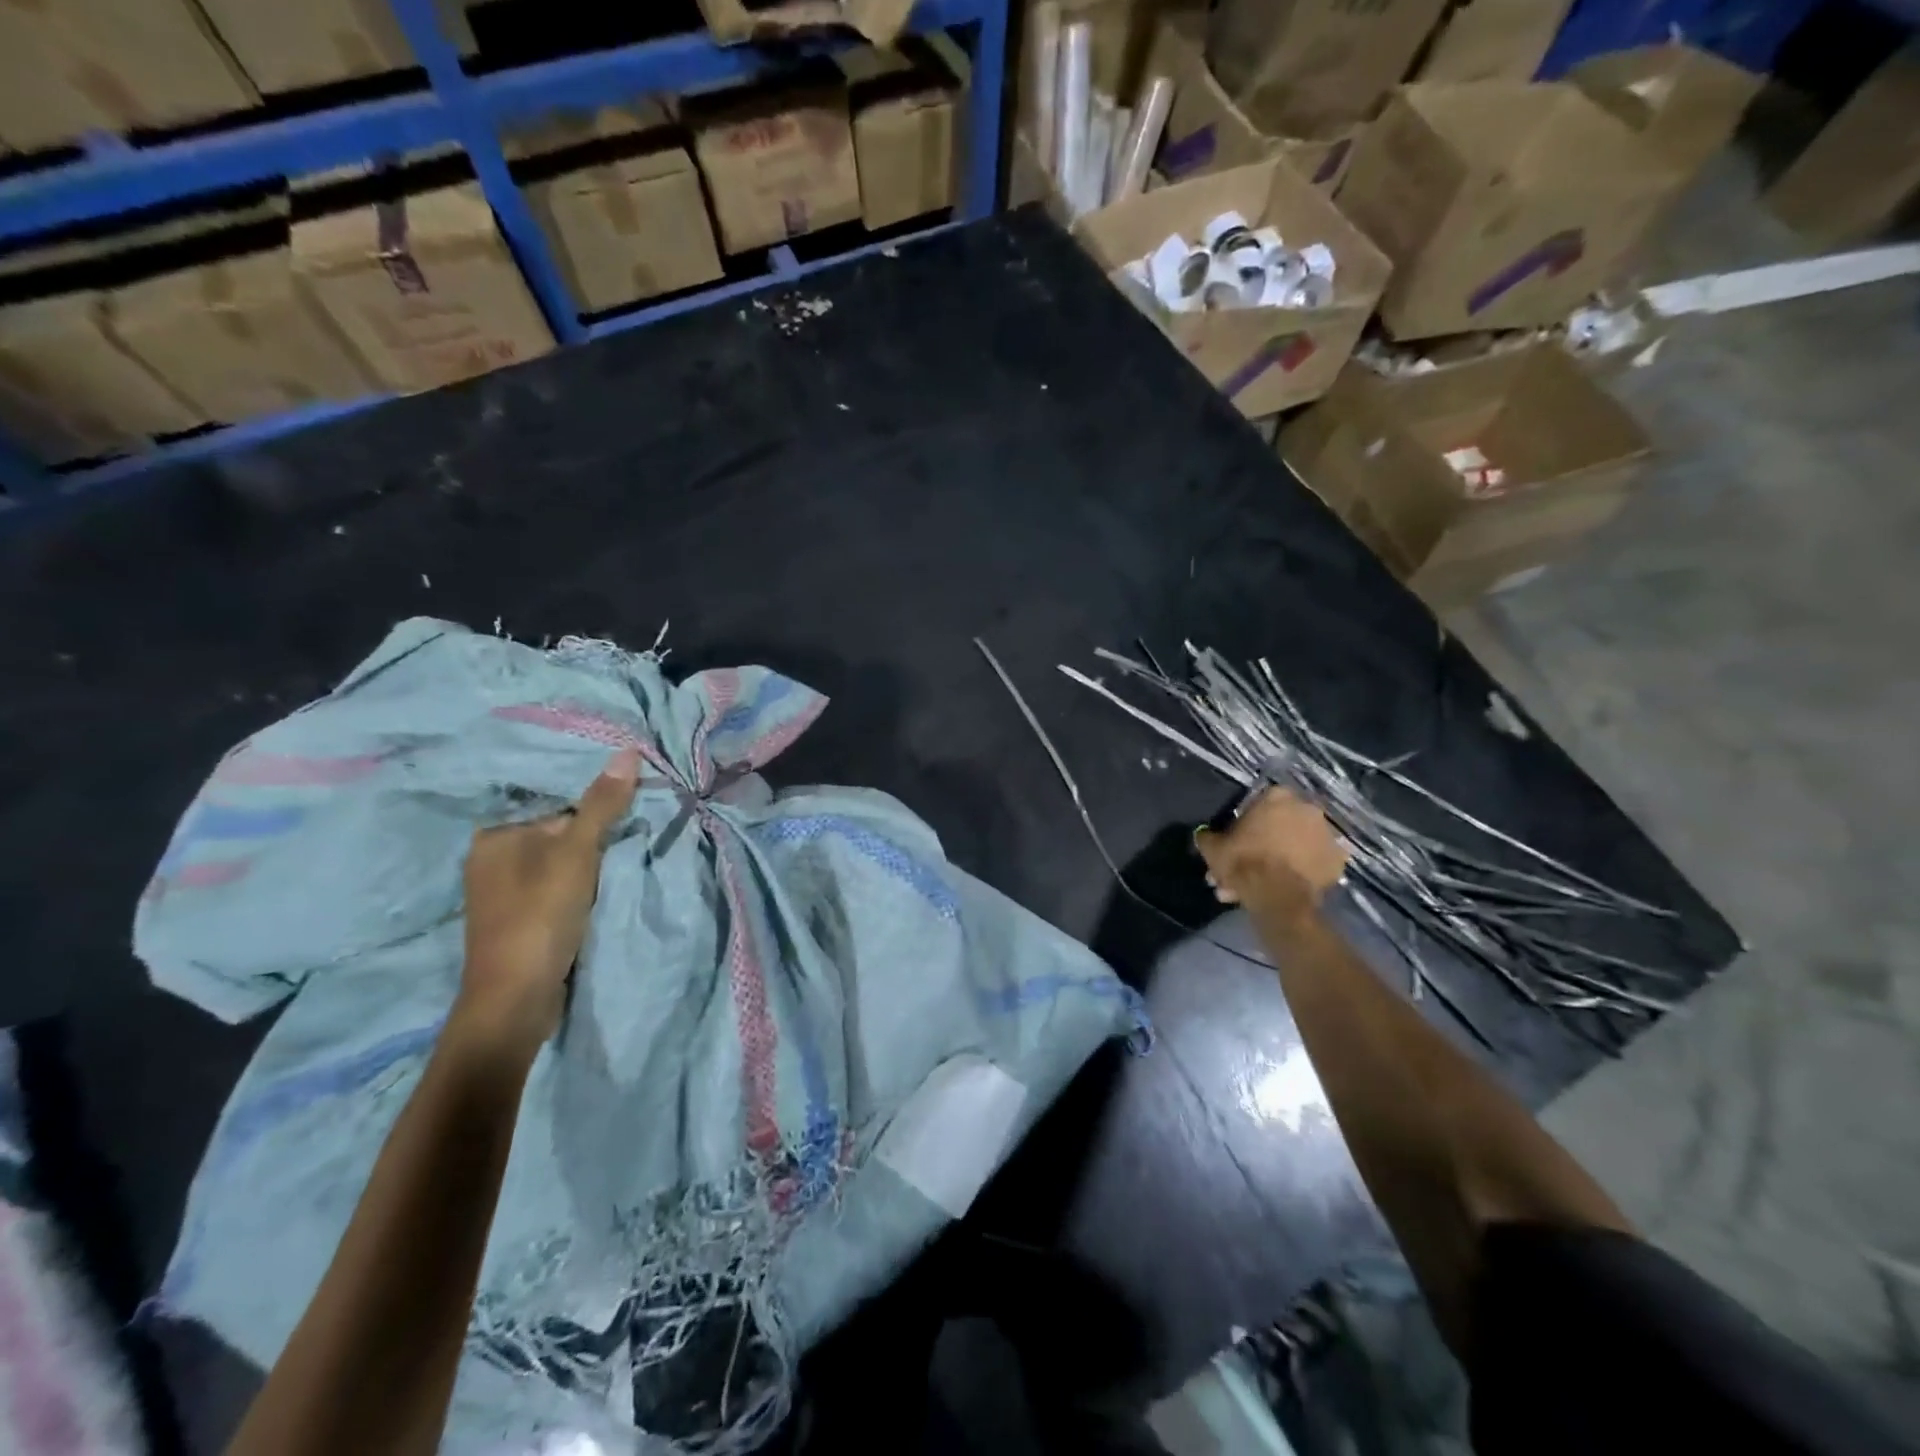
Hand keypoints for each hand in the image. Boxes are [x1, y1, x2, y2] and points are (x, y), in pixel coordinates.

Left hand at [456, 748, 640, 1057]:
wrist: (515, 1000)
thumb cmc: (540, 916)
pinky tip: (607, 882)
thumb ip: (602, 804)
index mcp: (494, 836)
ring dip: (592, 858)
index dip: (593, 797)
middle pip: (557, 829)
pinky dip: (582, 881)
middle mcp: (492, 858)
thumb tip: (627, 751)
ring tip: (629, 849)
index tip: (633, 795)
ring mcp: (505, 892)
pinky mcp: (521, 918)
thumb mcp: (577, 854)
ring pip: (560, 859)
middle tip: (640, 820)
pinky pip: (558, 884)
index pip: (552, 800)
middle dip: (595, 828)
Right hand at [1194, 787, 1347, 919]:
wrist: (1277, 896)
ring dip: (1285, 858)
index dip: (1248, 821)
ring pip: (1300, 844)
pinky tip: (1287, 886)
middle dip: (1266, 843)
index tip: (1239, 838)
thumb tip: (1204, 835)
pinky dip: (1305, 871)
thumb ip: (1208, 837)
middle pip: (1283, 824)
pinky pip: (1316, 863)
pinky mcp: (1338, 861)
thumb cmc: (1243, 862)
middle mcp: (1307, 809)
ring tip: (1266, 884)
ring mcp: (1327, 835)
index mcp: (1277, 797)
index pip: (1260, 801)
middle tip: (1250, 866)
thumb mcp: (1212, 848)